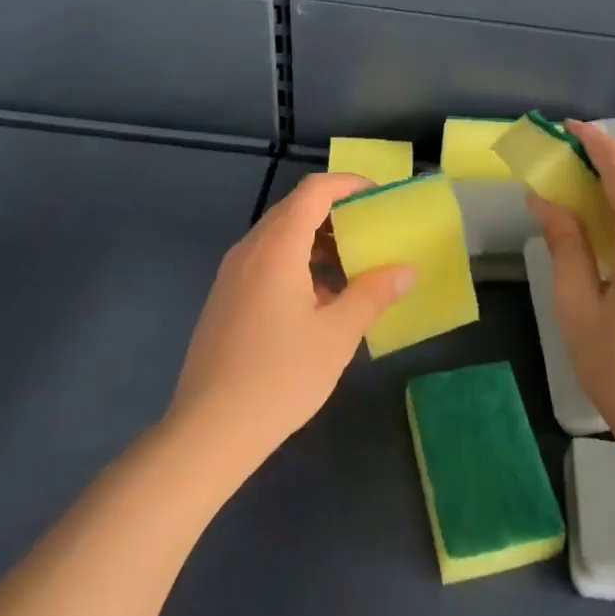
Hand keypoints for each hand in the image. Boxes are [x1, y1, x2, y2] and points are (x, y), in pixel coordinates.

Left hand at [165, 172, 414, 480]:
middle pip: (294, 209)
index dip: (348, 184)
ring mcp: (231, 274)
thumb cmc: (279, 377)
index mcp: (276, 247)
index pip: (314, 191)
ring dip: (316, 240)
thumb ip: (373, 294)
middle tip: (372, 231)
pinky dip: (296, 262)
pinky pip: (265, 261)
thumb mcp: (337, 335)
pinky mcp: (224, 298)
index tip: (379, 196)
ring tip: (351, 268)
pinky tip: (318, 301)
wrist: (208, 431)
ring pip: (278, 237)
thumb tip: (405, 270)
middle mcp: (249, 250)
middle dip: (336, 212)